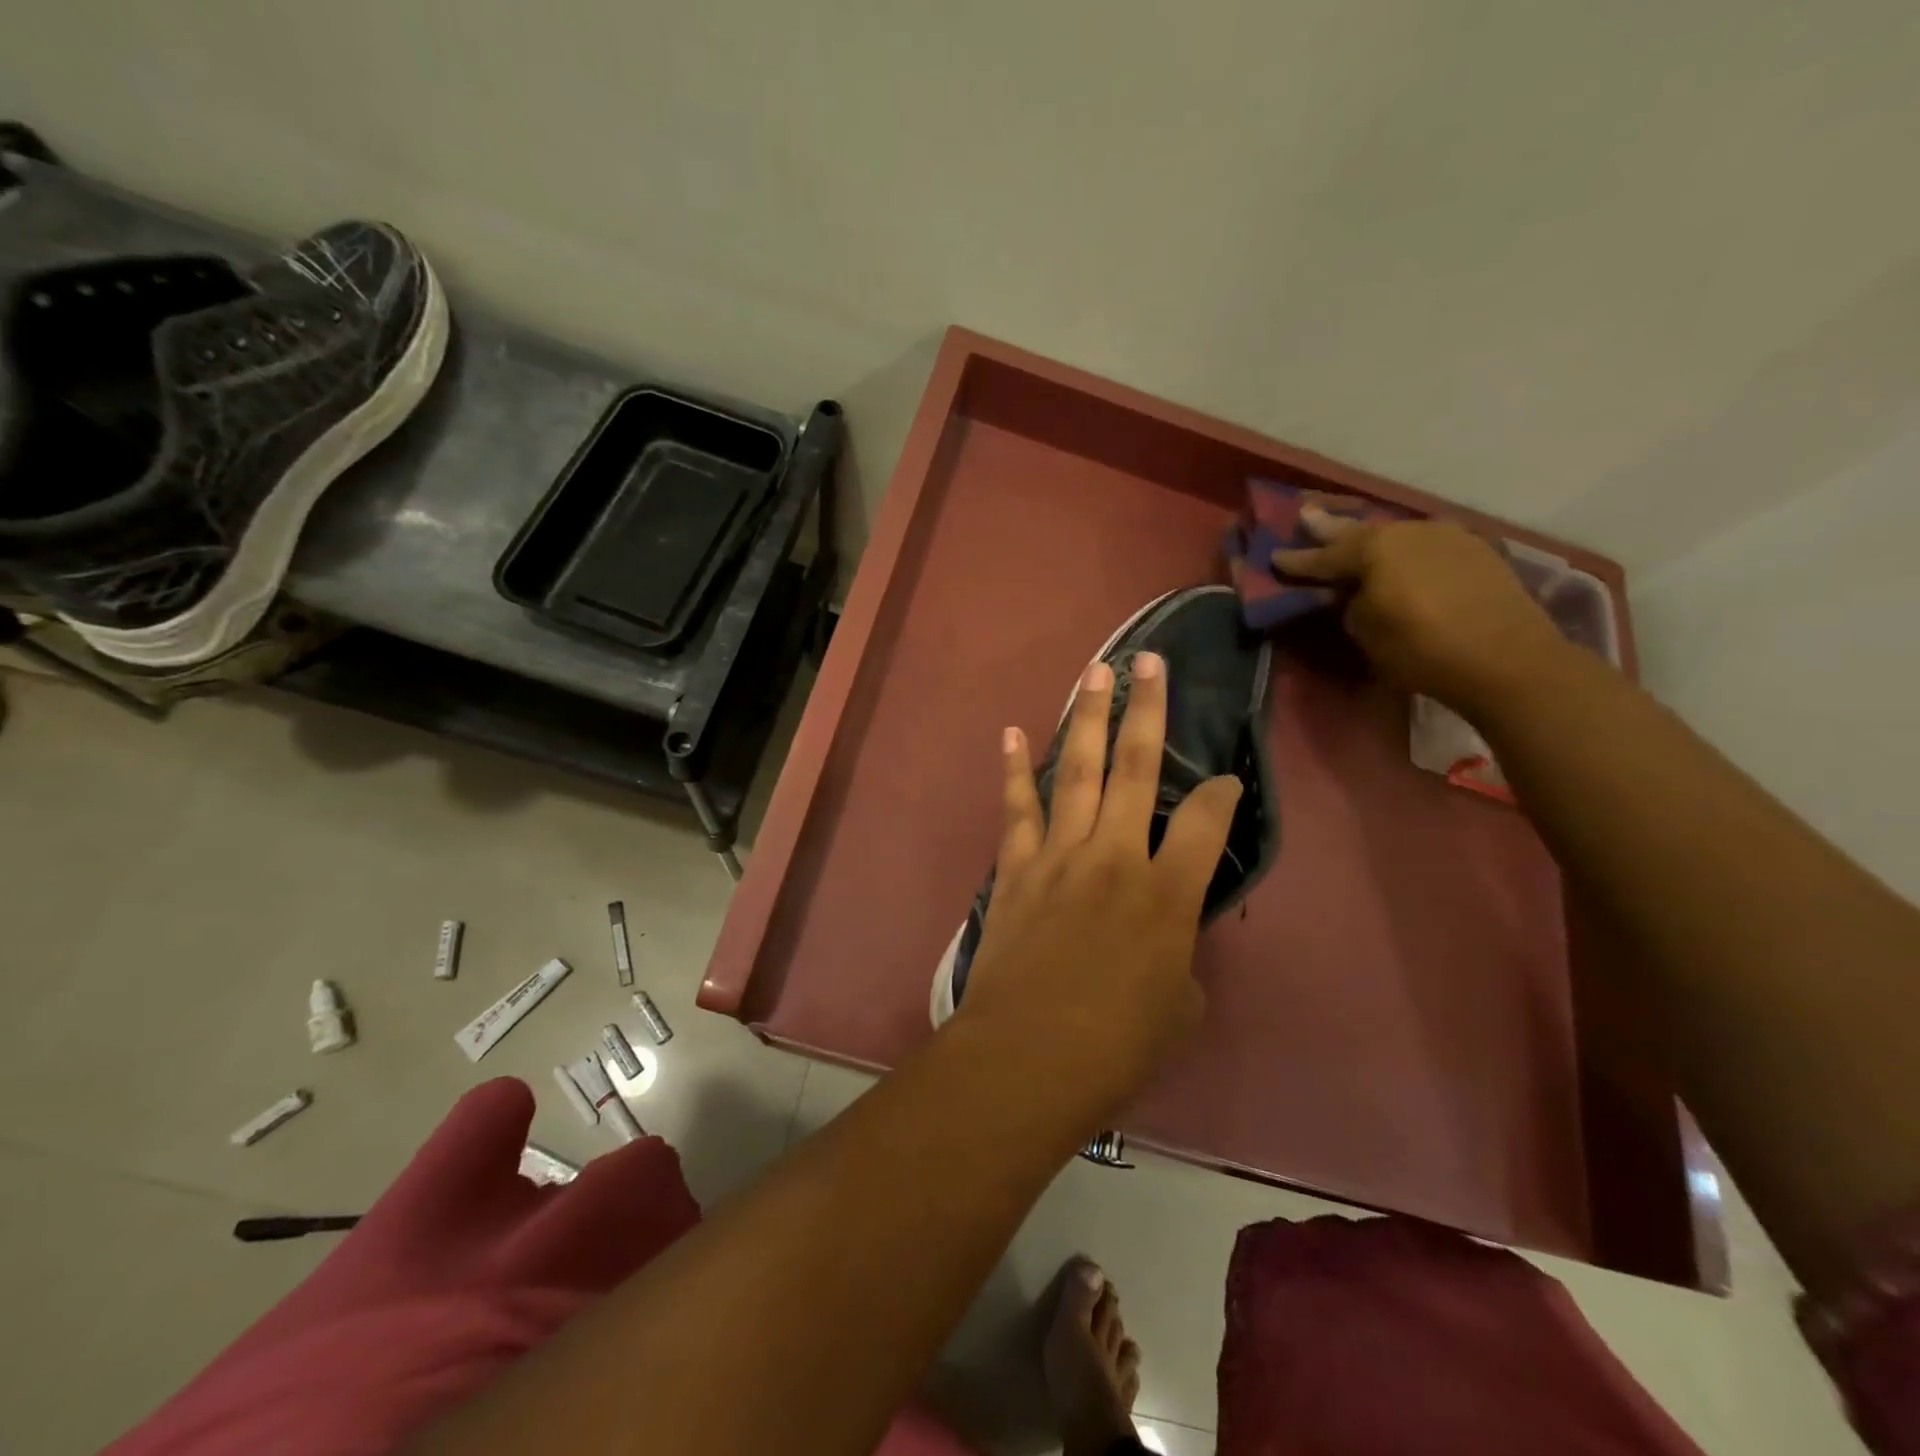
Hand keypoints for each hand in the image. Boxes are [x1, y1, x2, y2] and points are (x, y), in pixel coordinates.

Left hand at [951, 653, 1242, 1118]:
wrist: (1029, 1056)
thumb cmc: (1116, 1045)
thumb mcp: (1177, 1006)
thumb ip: (1177, 954)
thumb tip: (1165, 932)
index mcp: (1168, 895)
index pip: (1209, 824)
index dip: (1223, 794)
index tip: (1227, 779)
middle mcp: (1116, 857)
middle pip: (1139, 769)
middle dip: (1148, 710)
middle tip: (1149, 660)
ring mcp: (1061, 855)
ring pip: (1080, 772)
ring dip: (1089, 719)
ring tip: (1096, 673)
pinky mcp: (1018, 867)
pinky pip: (1018, 808)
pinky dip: (1015, 769)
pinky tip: (1014, 733)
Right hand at [1273, 507, 1567, 713]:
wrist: (1509, 659)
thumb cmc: (1422, 650)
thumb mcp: (1366, 633)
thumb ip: (1350, 605)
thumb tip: (1352, 592)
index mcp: (1374, 550)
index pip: (1324, 557)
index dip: (1297, 561)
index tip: (1275, 557)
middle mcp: (1408, 531)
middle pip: (1360, 532)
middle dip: (1330, 529)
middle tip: (1307, 516)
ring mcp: (1447, 536)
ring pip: (1396, 535)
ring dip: (1371, 540)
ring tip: (1353, 540)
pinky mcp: (1476, 550)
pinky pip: (1425, 544)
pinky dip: (1406, 550)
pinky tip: (1401, 556)